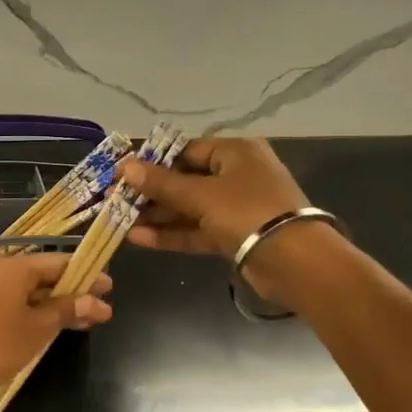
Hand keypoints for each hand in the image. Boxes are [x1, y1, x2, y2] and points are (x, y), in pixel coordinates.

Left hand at [0, 253, 112, 408]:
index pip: (61, 262)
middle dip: (75, 293)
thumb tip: (94, 300)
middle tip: (102, 310)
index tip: (109, 288)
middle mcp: (2, 273)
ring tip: (85, 323)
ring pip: (32, 294)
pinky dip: (38, 314)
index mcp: (18, 269)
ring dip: (58, 306)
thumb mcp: (38, 328)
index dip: (87, 274)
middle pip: (46, 277)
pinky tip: (51, 330)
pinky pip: (17, 305)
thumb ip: (66, 310)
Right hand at [120, 138, 340, 302]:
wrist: (295, 261)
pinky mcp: (234, 236)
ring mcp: (237, 208)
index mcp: (235, 153)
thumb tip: (125, 166)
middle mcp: (237, 176)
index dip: (154, 161)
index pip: (187, 150)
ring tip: (120, 221)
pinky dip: (172, 234)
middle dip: (151, 192)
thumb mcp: (200, 194)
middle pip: (186, 180)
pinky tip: (139, 238)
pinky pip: (197, 230)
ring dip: (158, 216)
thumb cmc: (247, 212)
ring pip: (189, 208)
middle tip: (117, 200)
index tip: (124, 172)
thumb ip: (161, 183)